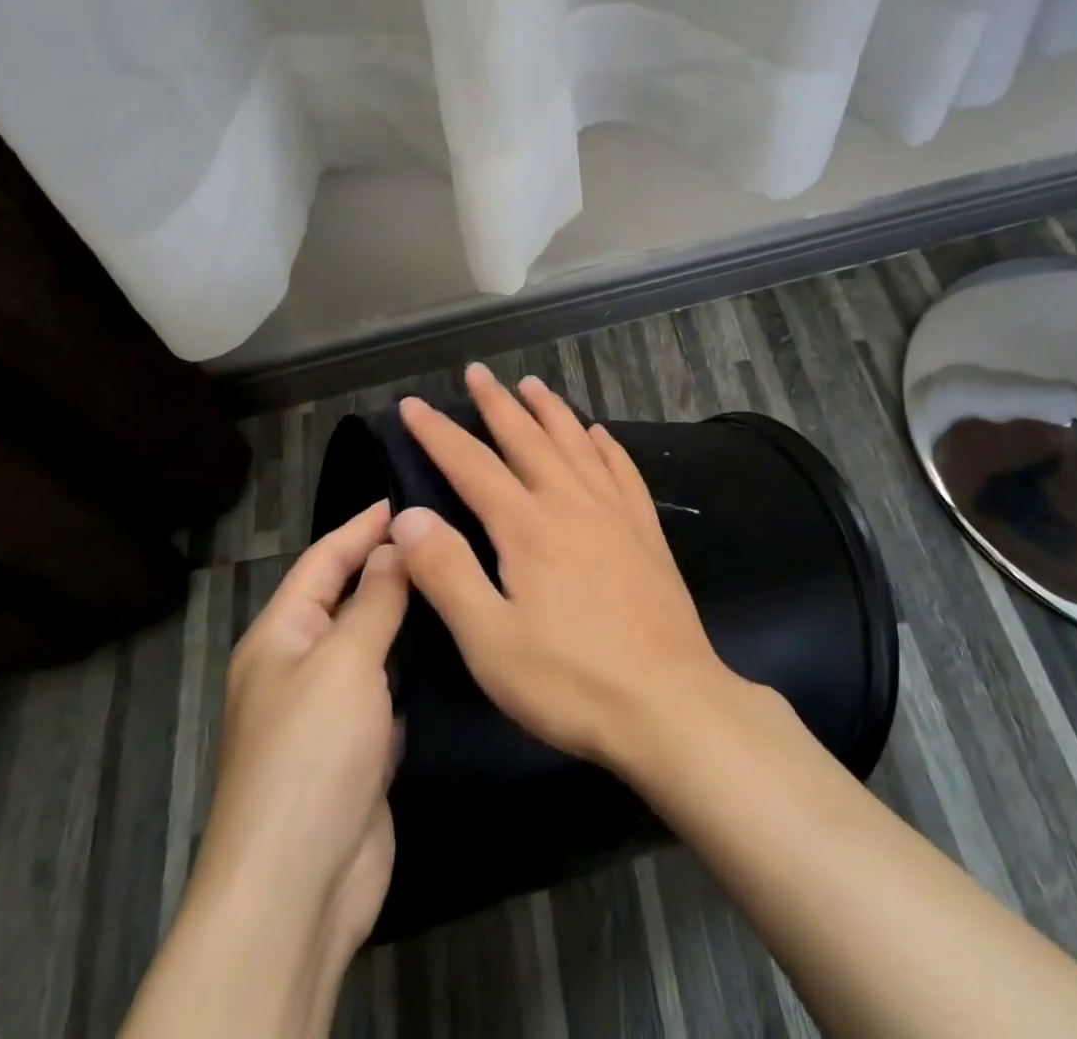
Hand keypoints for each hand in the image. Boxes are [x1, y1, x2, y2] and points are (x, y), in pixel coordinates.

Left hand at [138, 501, 405, 1038]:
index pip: (323, 560)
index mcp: (279, 635)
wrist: (297, 888)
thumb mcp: (344, 661)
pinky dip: (418, 667)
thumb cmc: (311, 753)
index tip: (409, 496)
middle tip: (449, 533)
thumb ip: (374, 600)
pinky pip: (391, 689)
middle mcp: (300, 665)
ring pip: (374, 644)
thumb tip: (395, 544)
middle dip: (390, 566)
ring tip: (461, 577)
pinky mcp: (361, 748)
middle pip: (348, 599)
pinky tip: (458, 646)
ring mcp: (331, 710)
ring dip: (408, 616)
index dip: (362, 526)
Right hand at [393, 363, 737, 770]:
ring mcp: (615, 513)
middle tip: (478, 372)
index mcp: (527, 525)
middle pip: (528, 438)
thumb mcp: (489, 640)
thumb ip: (446, 572)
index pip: (471, 464)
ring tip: (533, 384)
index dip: (438, 432)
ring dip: (551, 410)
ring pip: (577, 443)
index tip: (413, 404)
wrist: (670, 703)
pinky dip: (607, 446)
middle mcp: (571, 502)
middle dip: (498, 403)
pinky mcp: (646, 532)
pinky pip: (623, 471)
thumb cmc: (570, 679)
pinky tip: (600, 434)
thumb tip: (407, 515)